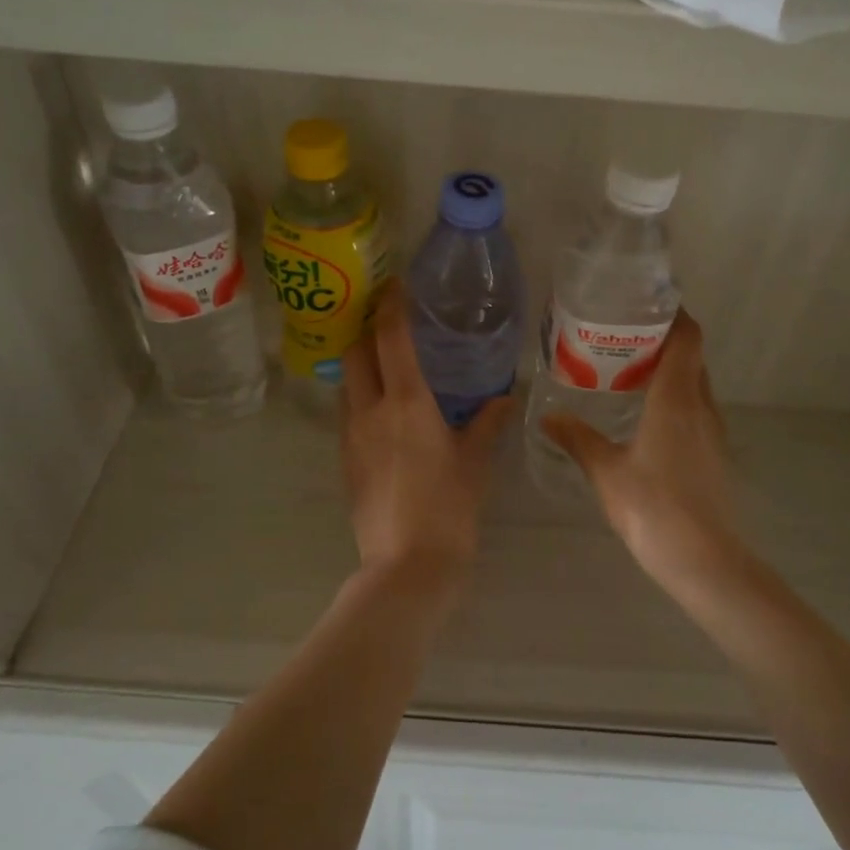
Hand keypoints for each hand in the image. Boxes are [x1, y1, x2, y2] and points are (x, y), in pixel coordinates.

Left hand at [342, 284, 511, 582]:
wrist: (406, 565)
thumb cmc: (449, 508)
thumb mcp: (475, 462)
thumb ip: (487, 423)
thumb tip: (504, 396)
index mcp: (407, 402)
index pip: (390, 337)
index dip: (390, 305)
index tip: (394, 285)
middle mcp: (370, 410)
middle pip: (355, 352)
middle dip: (366, 329)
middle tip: (388, 323)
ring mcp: (351, 436)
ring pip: (347, 383)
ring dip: (361, 364)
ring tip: (387, 364)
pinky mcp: (344, 460)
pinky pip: (348, 413)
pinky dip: (361, 397)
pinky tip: (384, 411)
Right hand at [543, 311, 745, 594]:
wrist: (704, 559)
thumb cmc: (652, 507)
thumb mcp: (605, 471)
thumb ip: (577, 439)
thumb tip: (549, 416)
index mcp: (675, 399)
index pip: (687, 338)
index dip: (674, 314)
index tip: (645, 304)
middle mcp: (701, 406)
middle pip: (692, 357)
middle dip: (664, 340)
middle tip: (624, 338)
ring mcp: (713, 431)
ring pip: (696, 384)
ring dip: (671, 371)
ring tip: (630, 372)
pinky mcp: (714, 454)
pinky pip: (696, 409)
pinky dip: (675, 399)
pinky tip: (646, 418)